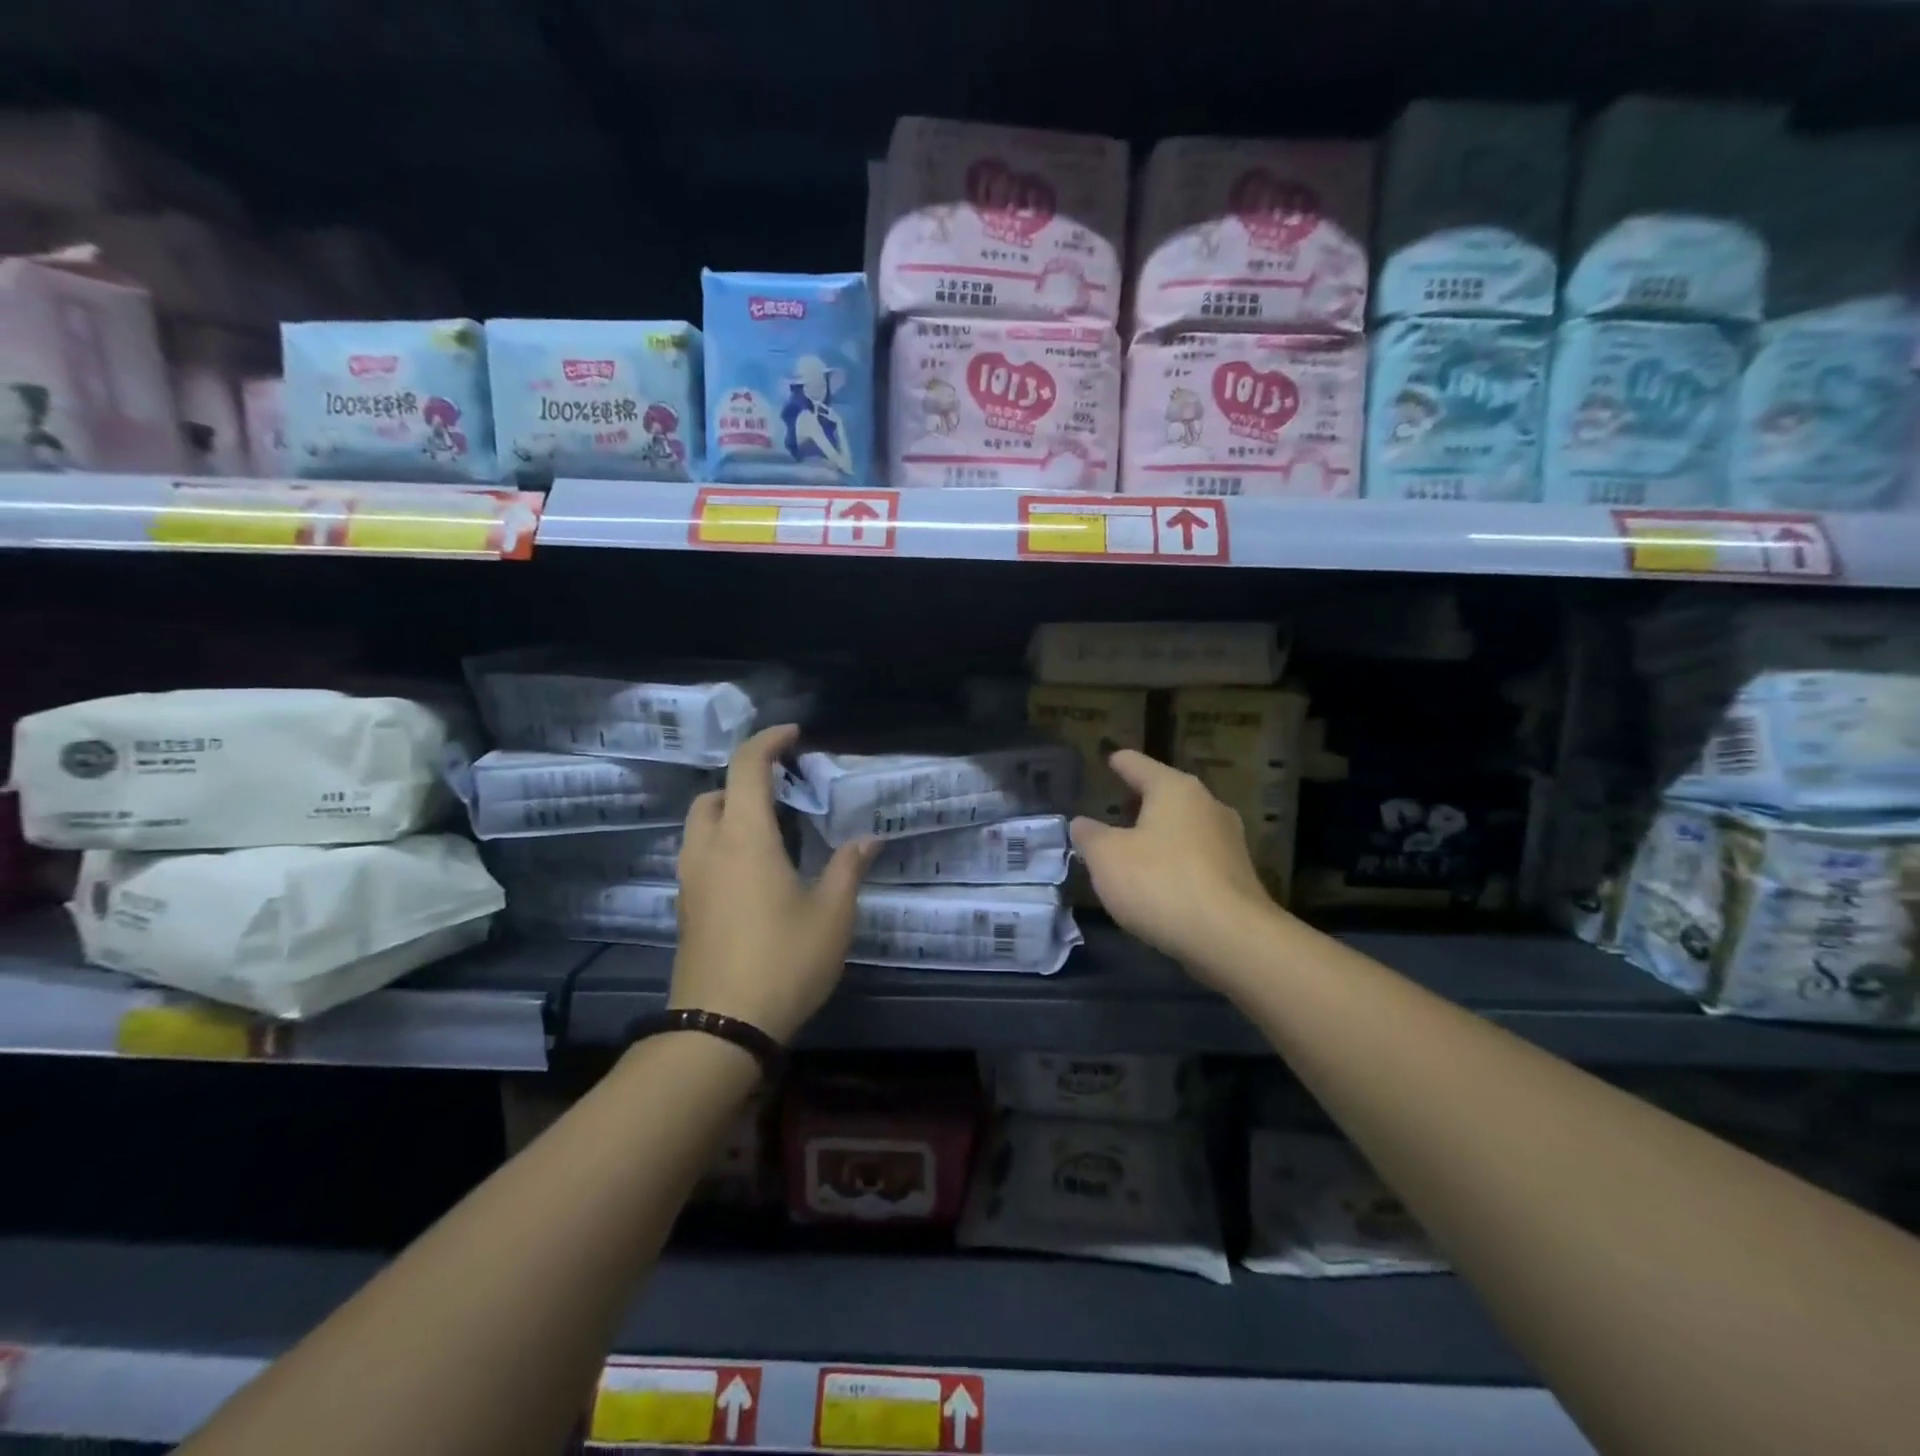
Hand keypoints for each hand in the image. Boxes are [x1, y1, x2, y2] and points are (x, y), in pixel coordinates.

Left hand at [671, 725, 877, 1042]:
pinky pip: (699, 857)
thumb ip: (848, 869)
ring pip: (700, 827)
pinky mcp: (685, 910)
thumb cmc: (783, 960)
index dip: (768, 741)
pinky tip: (756, 875)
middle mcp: (709, 850)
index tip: (794, 735)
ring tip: (772, 833)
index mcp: (745, 838)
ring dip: (729, 813)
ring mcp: (690, 882)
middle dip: (744, 782)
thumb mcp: (832, 915)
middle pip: (713, 794)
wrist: (720, 1029)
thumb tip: (867, 840)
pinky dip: (722, 845)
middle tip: (783, 793)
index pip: (746, 768)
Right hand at [1070, 749, 1280, 984]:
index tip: (1111, 759)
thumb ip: (1090, 836)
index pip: (1138, 764)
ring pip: (1184, 827)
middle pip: (1166, 794)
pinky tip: (1160, 881)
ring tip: (1133, 849)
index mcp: (1174, 789)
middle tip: (1115, 810)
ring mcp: (1229, 841)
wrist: (1231, 939)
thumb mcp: (1106, 858)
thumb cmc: (1160, 883)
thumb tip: (1082, 824)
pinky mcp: (1238, 876)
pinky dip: (1176, 861)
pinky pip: (1197, 858)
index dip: (1120, 762)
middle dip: (1140, 802)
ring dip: (1159, 834)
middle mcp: (1207, 805)